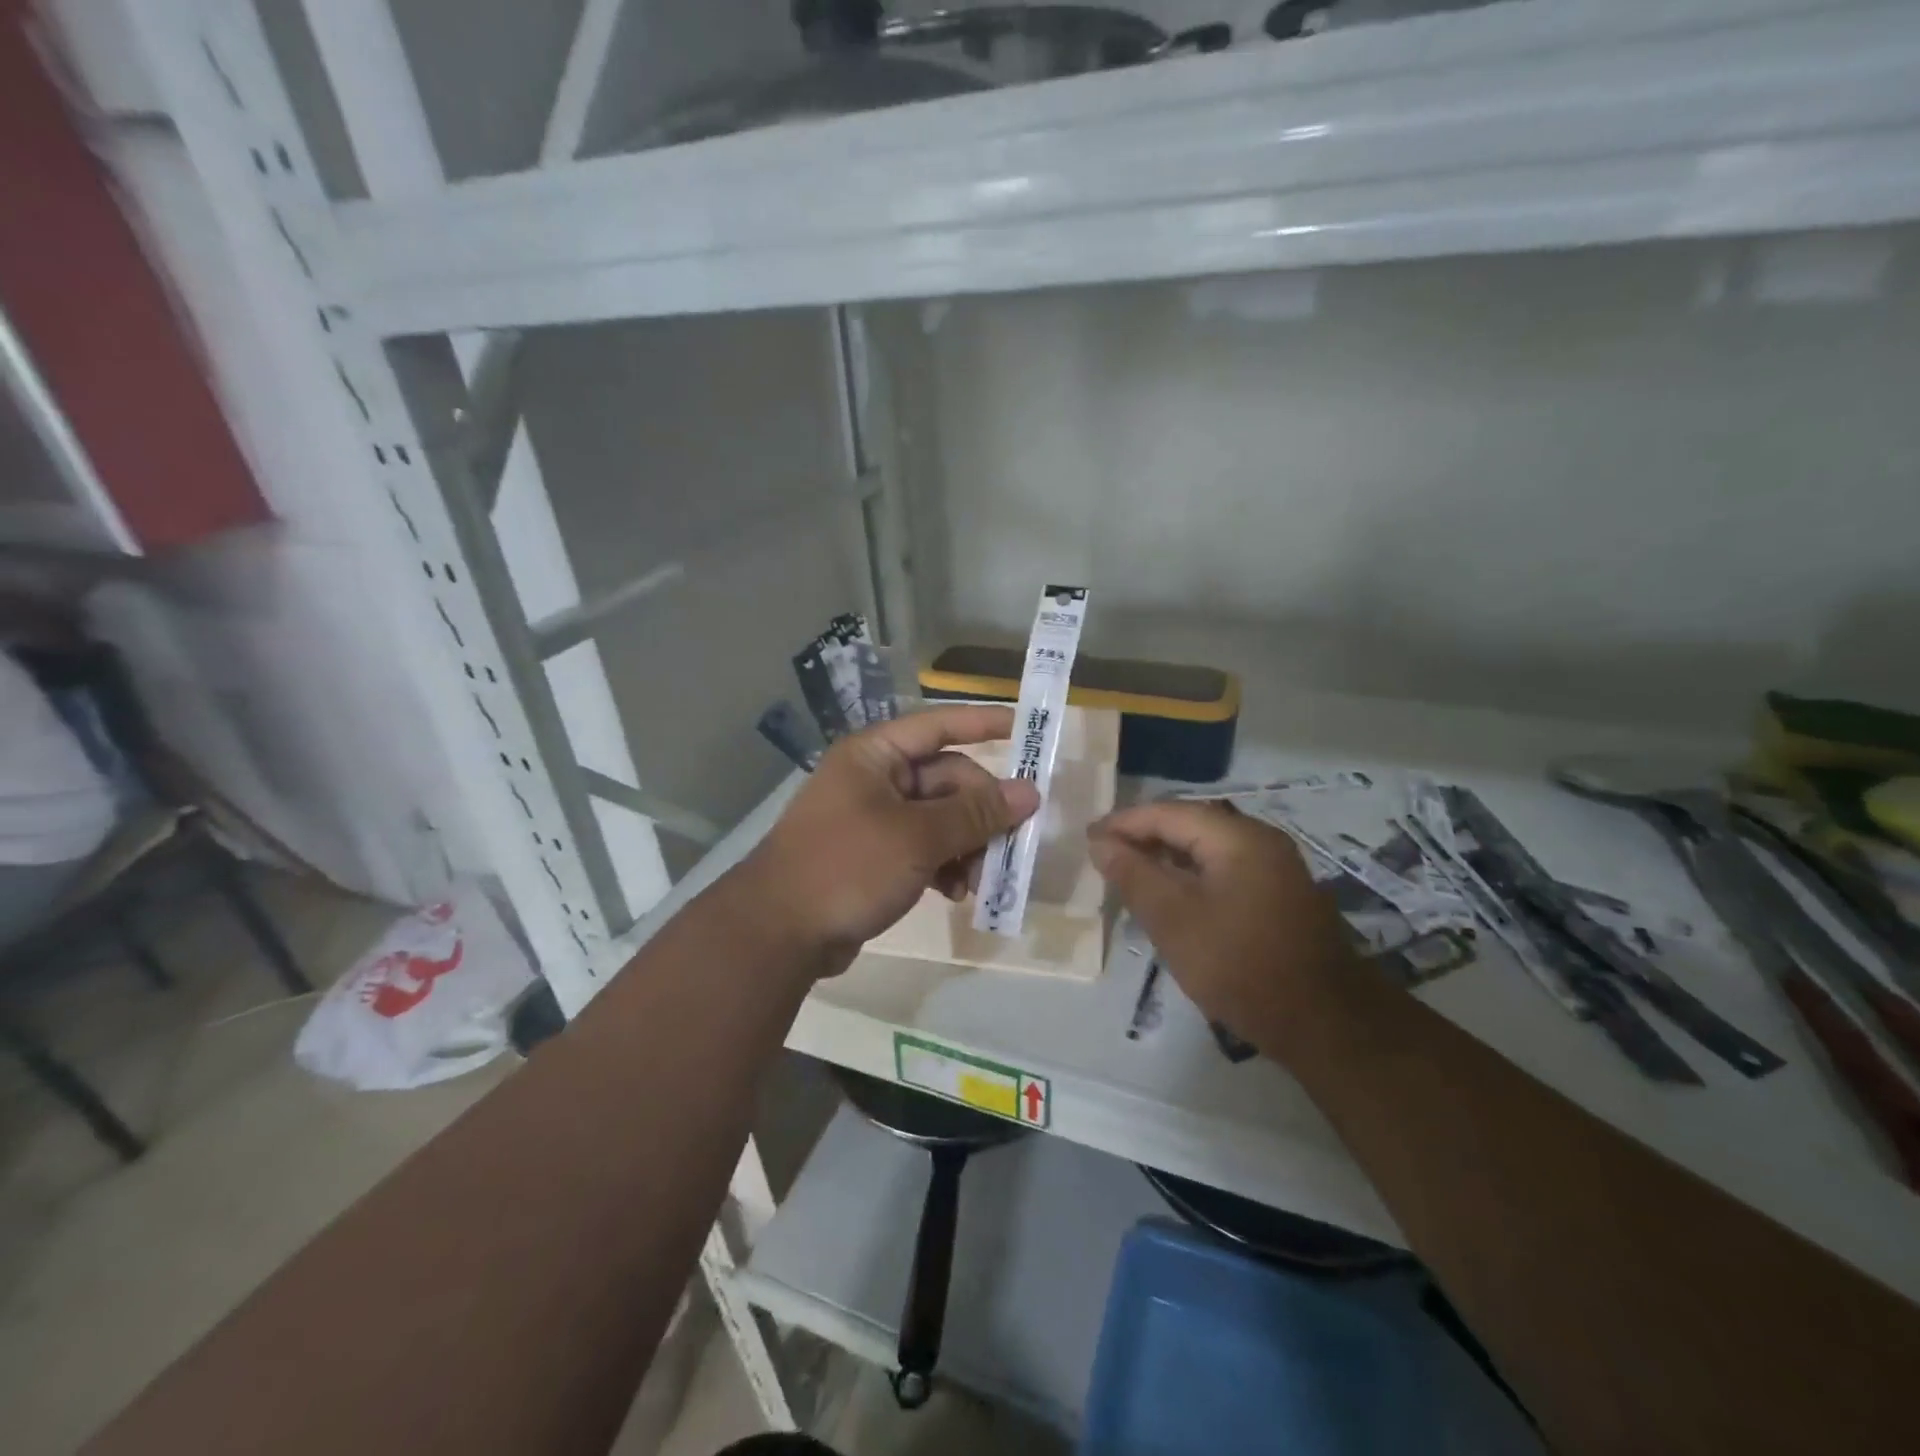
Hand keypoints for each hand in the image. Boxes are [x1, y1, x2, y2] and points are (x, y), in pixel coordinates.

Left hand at [745, 705, 1040, 964]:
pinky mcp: (873, 856)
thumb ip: (975, 814)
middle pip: (946, 780)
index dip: (984, 724)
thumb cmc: (847, 866)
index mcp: (875, 755)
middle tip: (1011, 843)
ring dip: (966, 845)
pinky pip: (923, 848)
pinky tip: (956, 893)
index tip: (1028, 730)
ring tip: (979, 881)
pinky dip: (944, 865)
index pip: (939, 726)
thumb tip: (1029, 792)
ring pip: (939, 819)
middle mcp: (874, 779)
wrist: (778, 933)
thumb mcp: (918, 837)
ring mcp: (872, 819)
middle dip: (980, 812)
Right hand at [1088, 800, 1355, 1040]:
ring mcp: (1275, 868)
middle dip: (1143, 838)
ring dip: (1166, 858)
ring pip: (1206, 849)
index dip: (1123, 824)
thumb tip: (1100, 842)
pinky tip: (1171, 898)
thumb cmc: (1240, 965)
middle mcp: (1260, 840)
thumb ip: (1133, 875)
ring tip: (1128, 876)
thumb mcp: (1173, 920)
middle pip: (1189, 825)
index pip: (1167, 813)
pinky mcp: (1280, 895)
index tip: (1087, 840)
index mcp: (1237, 837)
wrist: (1326, 1024)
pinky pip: (1224, 870)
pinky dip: (1191, 876)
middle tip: (1103, 857)